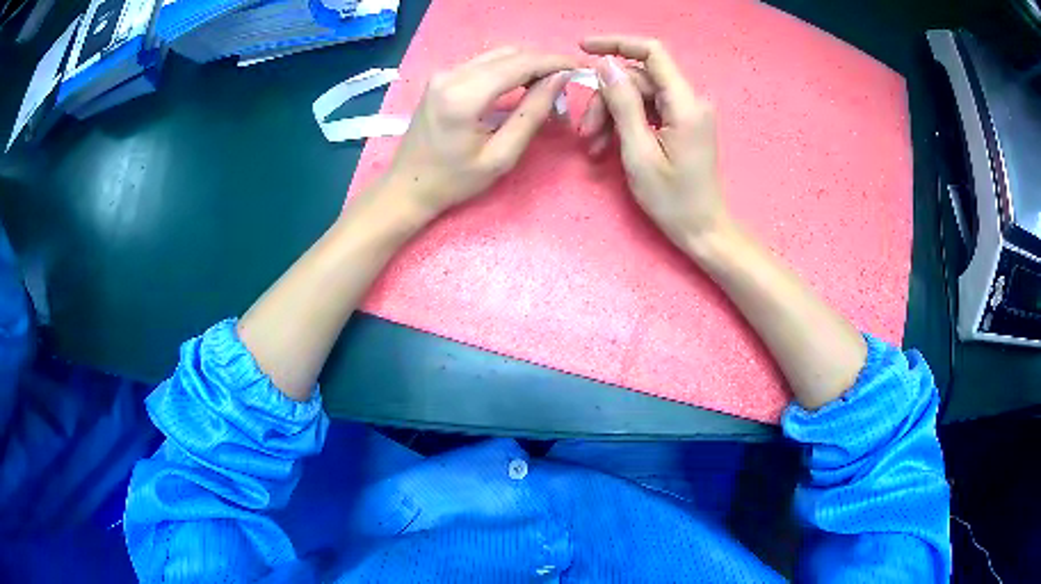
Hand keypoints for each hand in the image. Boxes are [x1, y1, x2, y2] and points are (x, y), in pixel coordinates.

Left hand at [375, 46, 576, 220]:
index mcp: (463, 96)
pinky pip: (484, 62)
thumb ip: (532, 113)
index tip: (581, 67)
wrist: (407, 186)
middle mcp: (451, 74)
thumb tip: (559, 79)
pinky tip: (522, 85)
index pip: (520, 64)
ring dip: (527, 64)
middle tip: (566, 84)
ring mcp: (444, 73)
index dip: (554, 62)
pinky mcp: (442, 77)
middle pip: (510, 54)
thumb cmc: (454, 181)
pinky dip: (509, 69)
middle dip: (543, 63)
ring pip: (498, 55)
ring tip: (548, 86)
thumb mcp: (501, 156)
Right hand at [579, 36, 731, 250]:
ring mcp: (687, 112)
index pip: (652, 52)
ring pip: (639, 94)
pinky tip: (610, 145)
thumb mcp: (639, 153)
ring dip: (612, 115)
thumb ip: (623, 105)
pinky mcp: (682, 123)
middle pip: (639, 79)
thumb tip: (605, 65)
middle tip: (587, 133)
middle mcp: (690, 100)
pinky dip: (626, 123)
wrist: (703, 230)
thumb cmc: (673, 200)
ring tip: (595, 146)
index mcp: (685, 104)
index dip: (616, 43)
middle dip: (607, 99)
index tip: (582, 48)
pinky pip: (648, 109)